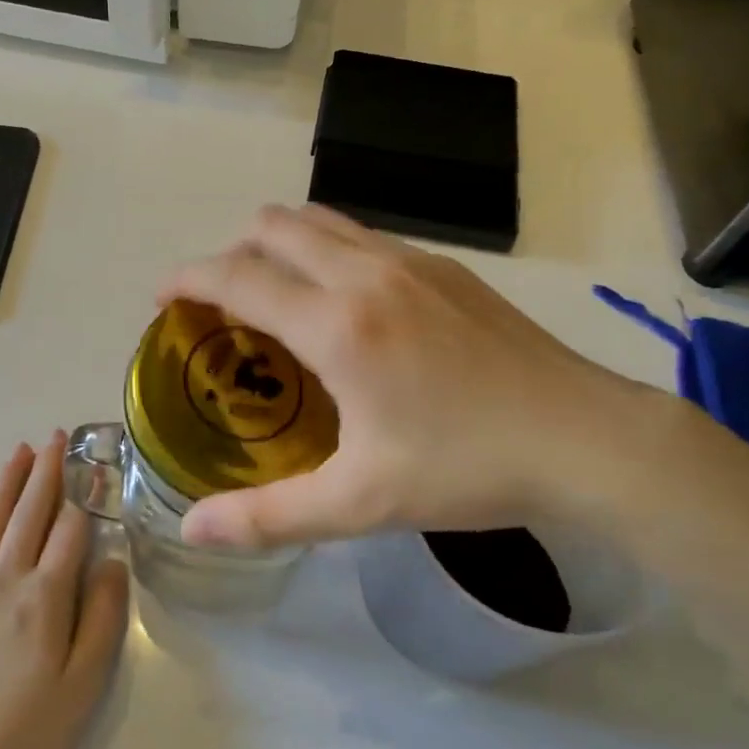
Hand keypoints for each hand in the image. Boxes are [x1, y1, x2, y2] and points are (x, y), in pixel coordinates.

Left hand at [0, 435, 129, 748]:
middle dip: (45, 472)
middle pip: (28, 514)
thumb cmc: (28, 735)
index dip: (84, 500)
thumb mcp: (85, 682)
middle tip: (55, 437)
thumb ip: (102, 615)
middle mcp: (3, 580)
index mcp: (44, 595)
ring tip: (19, 452)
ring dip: (5, 485)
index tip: (93, 471)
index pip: (70, 531)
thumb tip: (111, 560)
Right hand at [159, 205, 679, 548]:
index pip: (237, 276)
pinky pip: (364, 236)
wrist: (585, 437)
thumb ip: (268, 516)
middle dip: (232, 252)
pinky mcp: (446, 267)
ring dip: (281, 244)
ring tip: (276, 295)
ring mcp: (411, 261)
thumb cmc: (467, 468)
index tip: (163, 297)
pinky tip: (346, 304)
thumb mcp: (360, 502)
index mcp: (337, 324)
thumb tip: (190, 528)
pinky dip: (328, 249)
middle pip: (274, 226)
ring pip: (322, 220)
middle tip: (222, 304)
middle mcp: (366, 273)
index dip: (188, 278)